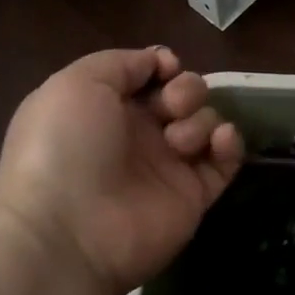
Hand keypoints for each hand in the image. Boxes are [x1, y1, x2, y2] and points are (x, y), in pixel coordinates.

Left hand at [0, 48, 242, 294]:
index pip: (150, 75)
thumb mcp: (76, 84)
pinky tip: (218, 141)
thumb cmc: (64, 148)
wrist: (67, 232)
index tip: (165, 69)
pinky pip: (226, 160)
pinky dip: (229, 143)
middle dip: (186, 90)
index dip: (162, 66)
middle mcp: (138, 134)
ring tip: (178, 141)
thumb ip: (122, 62)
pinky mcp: (194, 195)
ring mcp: (168, 165)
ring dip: (199, 119)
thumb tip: (160, 62)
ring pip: (205, 122)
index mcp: (106, 108)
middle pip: (184, 94)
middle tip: (171, 107)